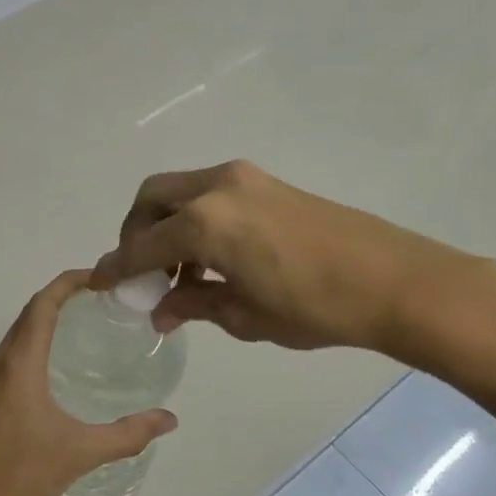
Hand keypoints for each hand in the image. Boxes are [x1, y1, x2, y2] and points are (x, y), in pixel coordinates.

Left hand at [0, 271, 177, 495]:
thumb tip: (169, 419)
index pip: (44, 304)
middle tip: (103, 296)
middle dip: (63, 295)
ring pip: (20, 332)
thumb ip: (128, 434)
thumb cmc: (22, 472)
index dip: (70, 282)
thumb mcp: (81, 452)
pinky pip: (14, 351)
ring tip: (86, 321)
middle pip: (30, 312)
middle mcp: (0, 361)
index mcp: (20, 362)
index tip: (101, 276)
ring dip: (48, 317)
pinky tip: (60, 362)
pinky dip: (37, 339)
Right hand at [91, 160, 495, 362]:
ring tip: (181, 272)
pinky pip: (210, 194)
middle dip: (136, 233)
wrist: (394, 281)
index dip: (117, 267)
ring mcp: (244, 179)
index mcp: (203, 224)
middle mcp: (216, 188)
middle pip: (152, 198)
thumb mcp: (243, 315)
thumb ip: (193, 304)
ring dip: (167, 224)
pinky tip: (212, 257)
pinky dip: (195, 218)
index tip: (100, 283)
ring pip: (181, 191)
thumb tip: (160, 310)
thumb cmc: (314, 308)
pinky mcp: (267, 183)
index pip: (141, 245)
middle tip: (141, 272)